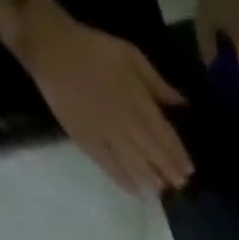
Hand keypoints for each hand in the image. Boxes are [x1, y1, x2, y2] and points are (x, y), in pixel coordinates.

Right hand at [20, 12, 191, 194]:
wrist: (48, 46)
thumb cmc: (94, 50)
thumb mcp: (131, 56)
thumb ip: (158, 84)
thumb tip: (183, 104)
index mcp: (138, 103)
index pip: (165, 137)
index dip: (179, 157)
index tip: (189, 171)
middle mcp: (126, 124)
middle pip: (154, 155)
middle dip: (169, 173)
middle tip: (181, 186)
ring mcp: (106, 135)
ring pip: (135, 166)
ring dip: (152, 181)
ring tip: (163, 191)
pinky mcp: (88, 142)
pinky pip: (110, 168)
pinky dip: (126, 182)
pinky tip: (138, 193)